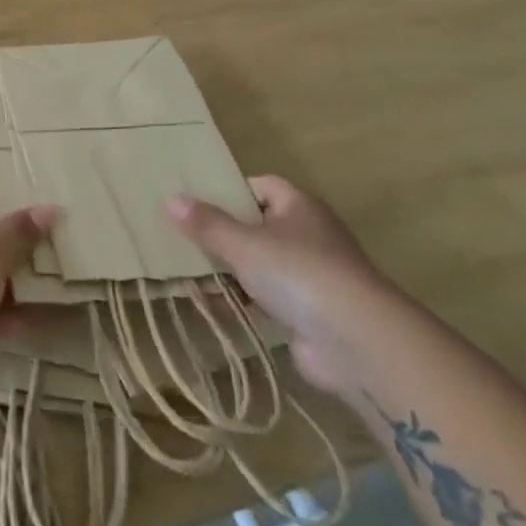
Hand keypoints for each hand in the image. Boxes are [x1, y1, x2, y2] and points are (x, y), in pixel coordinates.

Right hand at [167, 176, 413, 395]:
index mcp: (298, 207)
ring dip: (228, 269)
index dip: (229, 190)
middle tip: (181, 235)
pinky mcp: (306, 311)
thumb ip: (207, 224)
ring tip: (184, 269)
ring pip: (258, 263)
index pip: (261, 185)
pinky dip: (240, 299)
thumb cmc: (298, 273)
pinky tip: (208, 303)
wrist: (355, 340)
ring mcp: (309, 275)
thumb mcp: (243, 243)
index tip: (194, 200)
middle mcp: (307, 235)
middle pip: (256, 225)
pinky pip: (263, 297)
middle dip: (221, 232)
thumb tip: (170, 199)